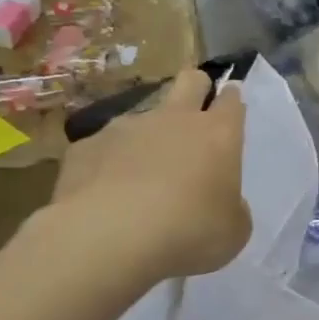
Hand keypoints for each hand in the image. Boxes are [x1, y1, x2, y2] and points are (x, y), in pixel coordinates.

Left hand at [47, 69, 251, 284]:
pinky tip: (105, 196)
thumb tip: (221, 201)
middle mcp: (174, 119)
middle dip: (197, 89)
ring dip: (148, 137)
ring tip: (142, 177)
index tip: (231, 107)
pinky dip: (108, 165)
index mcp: (218, 134)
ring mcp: (125, 128)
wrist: (107, 238)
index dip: (232, 100)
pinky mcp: (84, 147)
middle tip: (195, 116)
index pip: (231, 101)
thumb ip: (232, 207)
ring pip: (143, 116)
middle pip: (190, 81)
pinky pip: (103, 149)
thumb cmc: (189, 231)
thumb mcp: (233, 230)